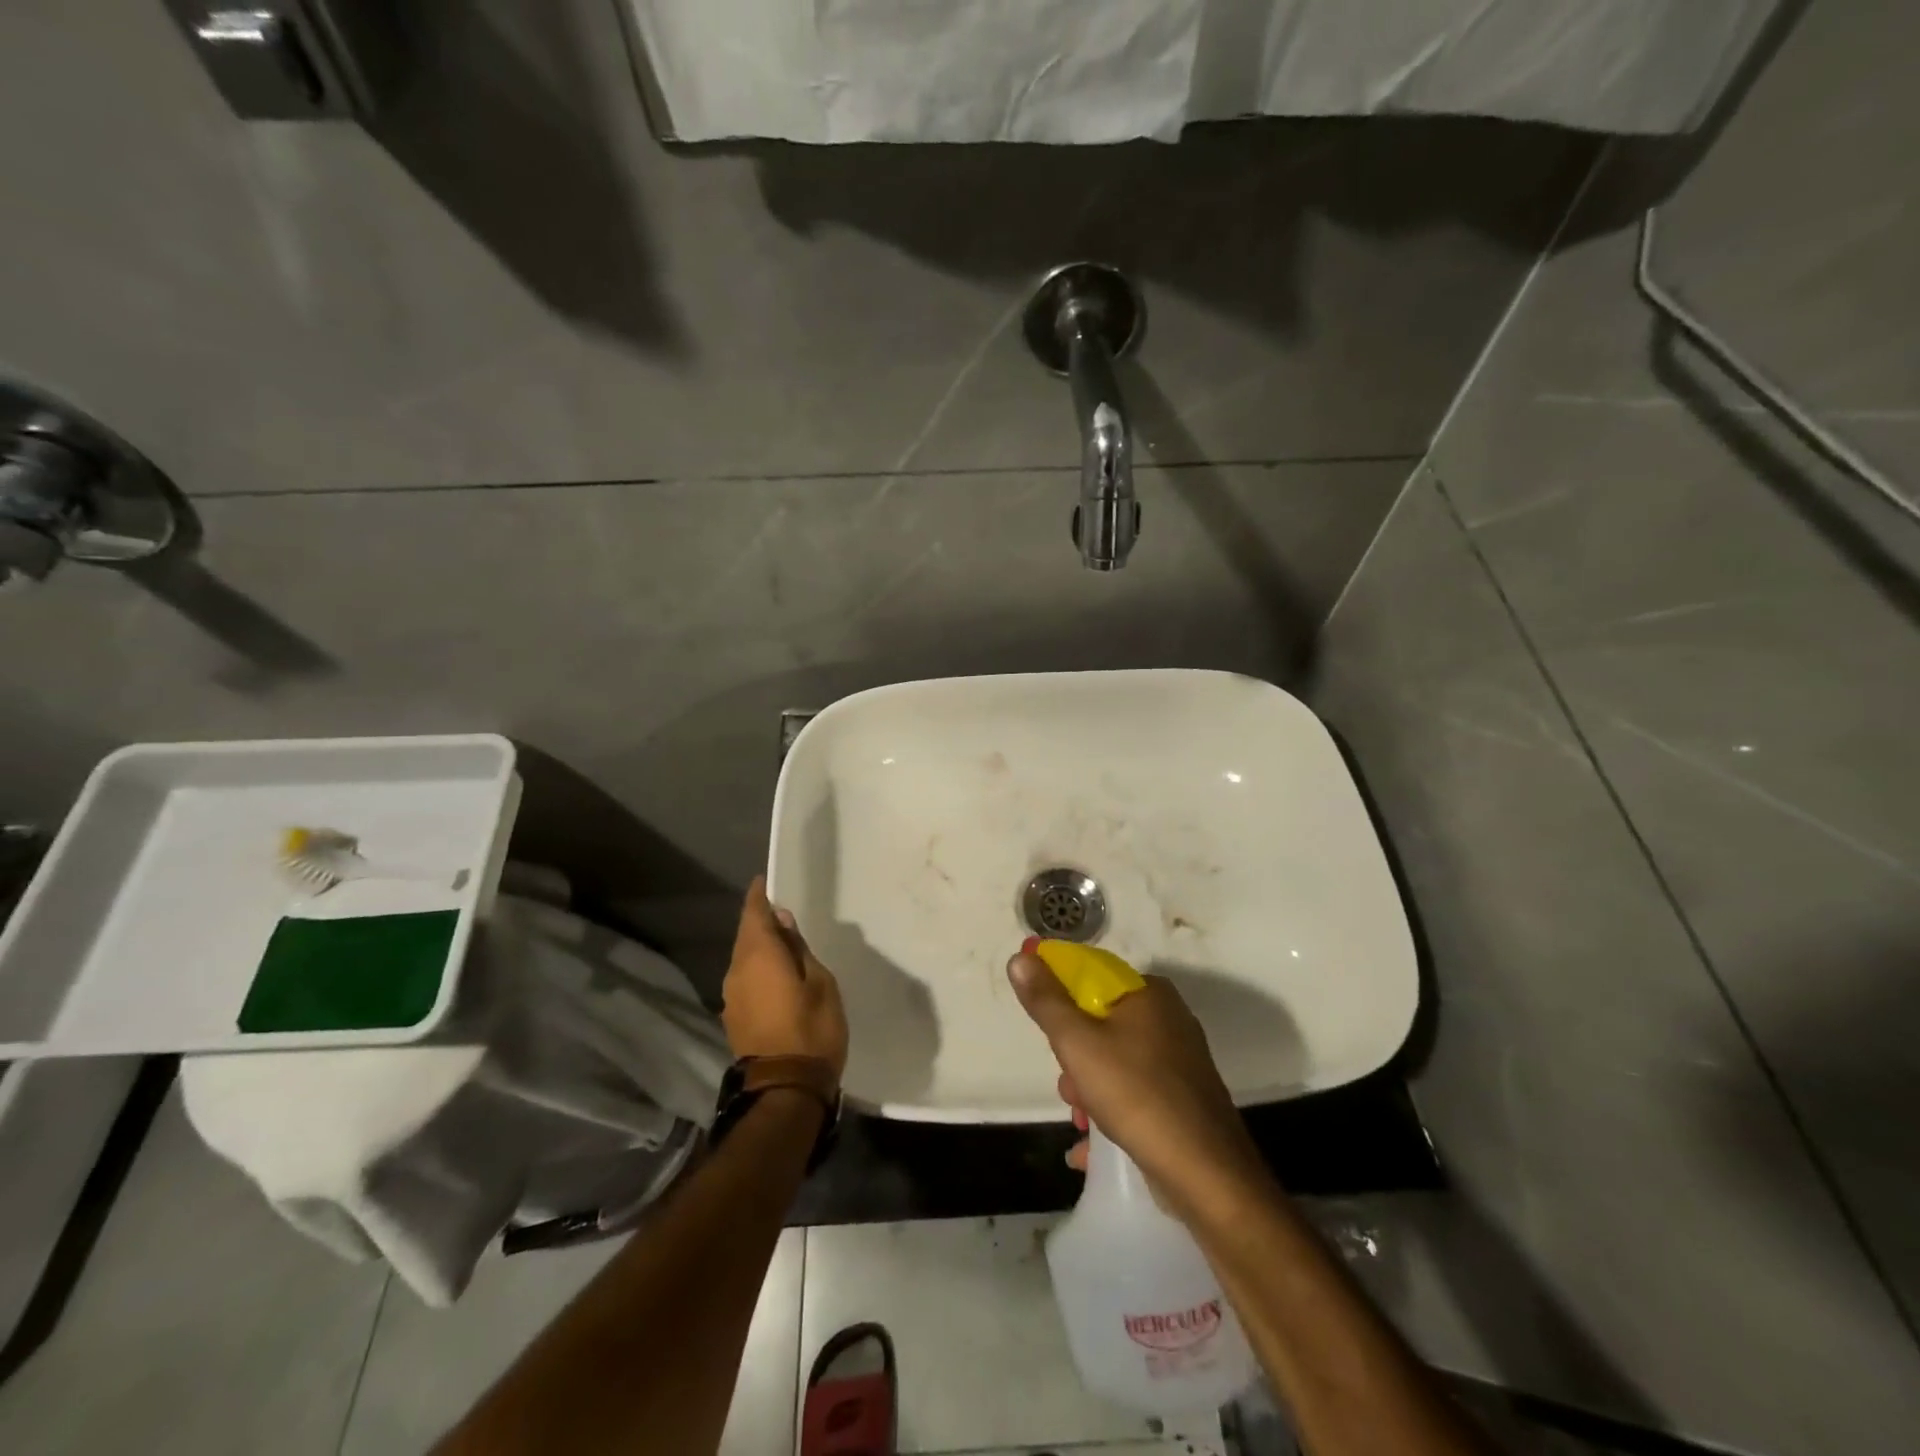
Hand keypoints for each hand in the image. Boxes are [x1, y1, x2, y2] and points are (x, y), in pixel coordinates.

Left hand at [723, 878, 847, 1078]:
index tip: (764, 883)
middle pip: (746, 936)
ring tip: (784, 947)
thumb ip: (798, 949)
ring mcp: (732, 997)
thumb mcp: (820, 982)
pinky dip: (758, 971)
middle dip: (761, 923)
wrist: (785, 1090)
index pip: (753, 914)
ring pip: (744, 959)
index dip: (758, 897)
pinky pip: (745, 980)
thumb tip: (782, 923)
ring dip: (760, 949)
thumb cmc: (812, 1029)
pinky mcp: (734, 1018)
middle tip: (783, 915)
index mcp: (758, 956)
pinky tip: (776, 977)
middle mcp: (737, 971)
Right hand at [1007, 952, 1267, 1220]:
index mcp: (1149, 993)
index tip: (1045, 1029)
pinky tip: (1091, 1144)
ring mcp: (1180, 1060)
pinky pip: (1135, 1092)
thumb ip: (1045, 1000)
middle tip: (1068, 1085)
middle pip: (1101, 1022)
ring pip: (1115, 1060)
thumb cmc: (1136, 1094)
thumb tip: (1021, 957)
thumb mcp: (1077, 1043)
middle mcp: (1169, 1018)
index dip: (1060, 996)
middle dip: (1074, 1056)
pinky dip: (1112, 1111)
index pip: (1091, 976)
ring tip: (1081, 1120)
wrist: (1206, 1173)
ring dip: (1089, 1088)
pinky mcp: (1184, 1098)